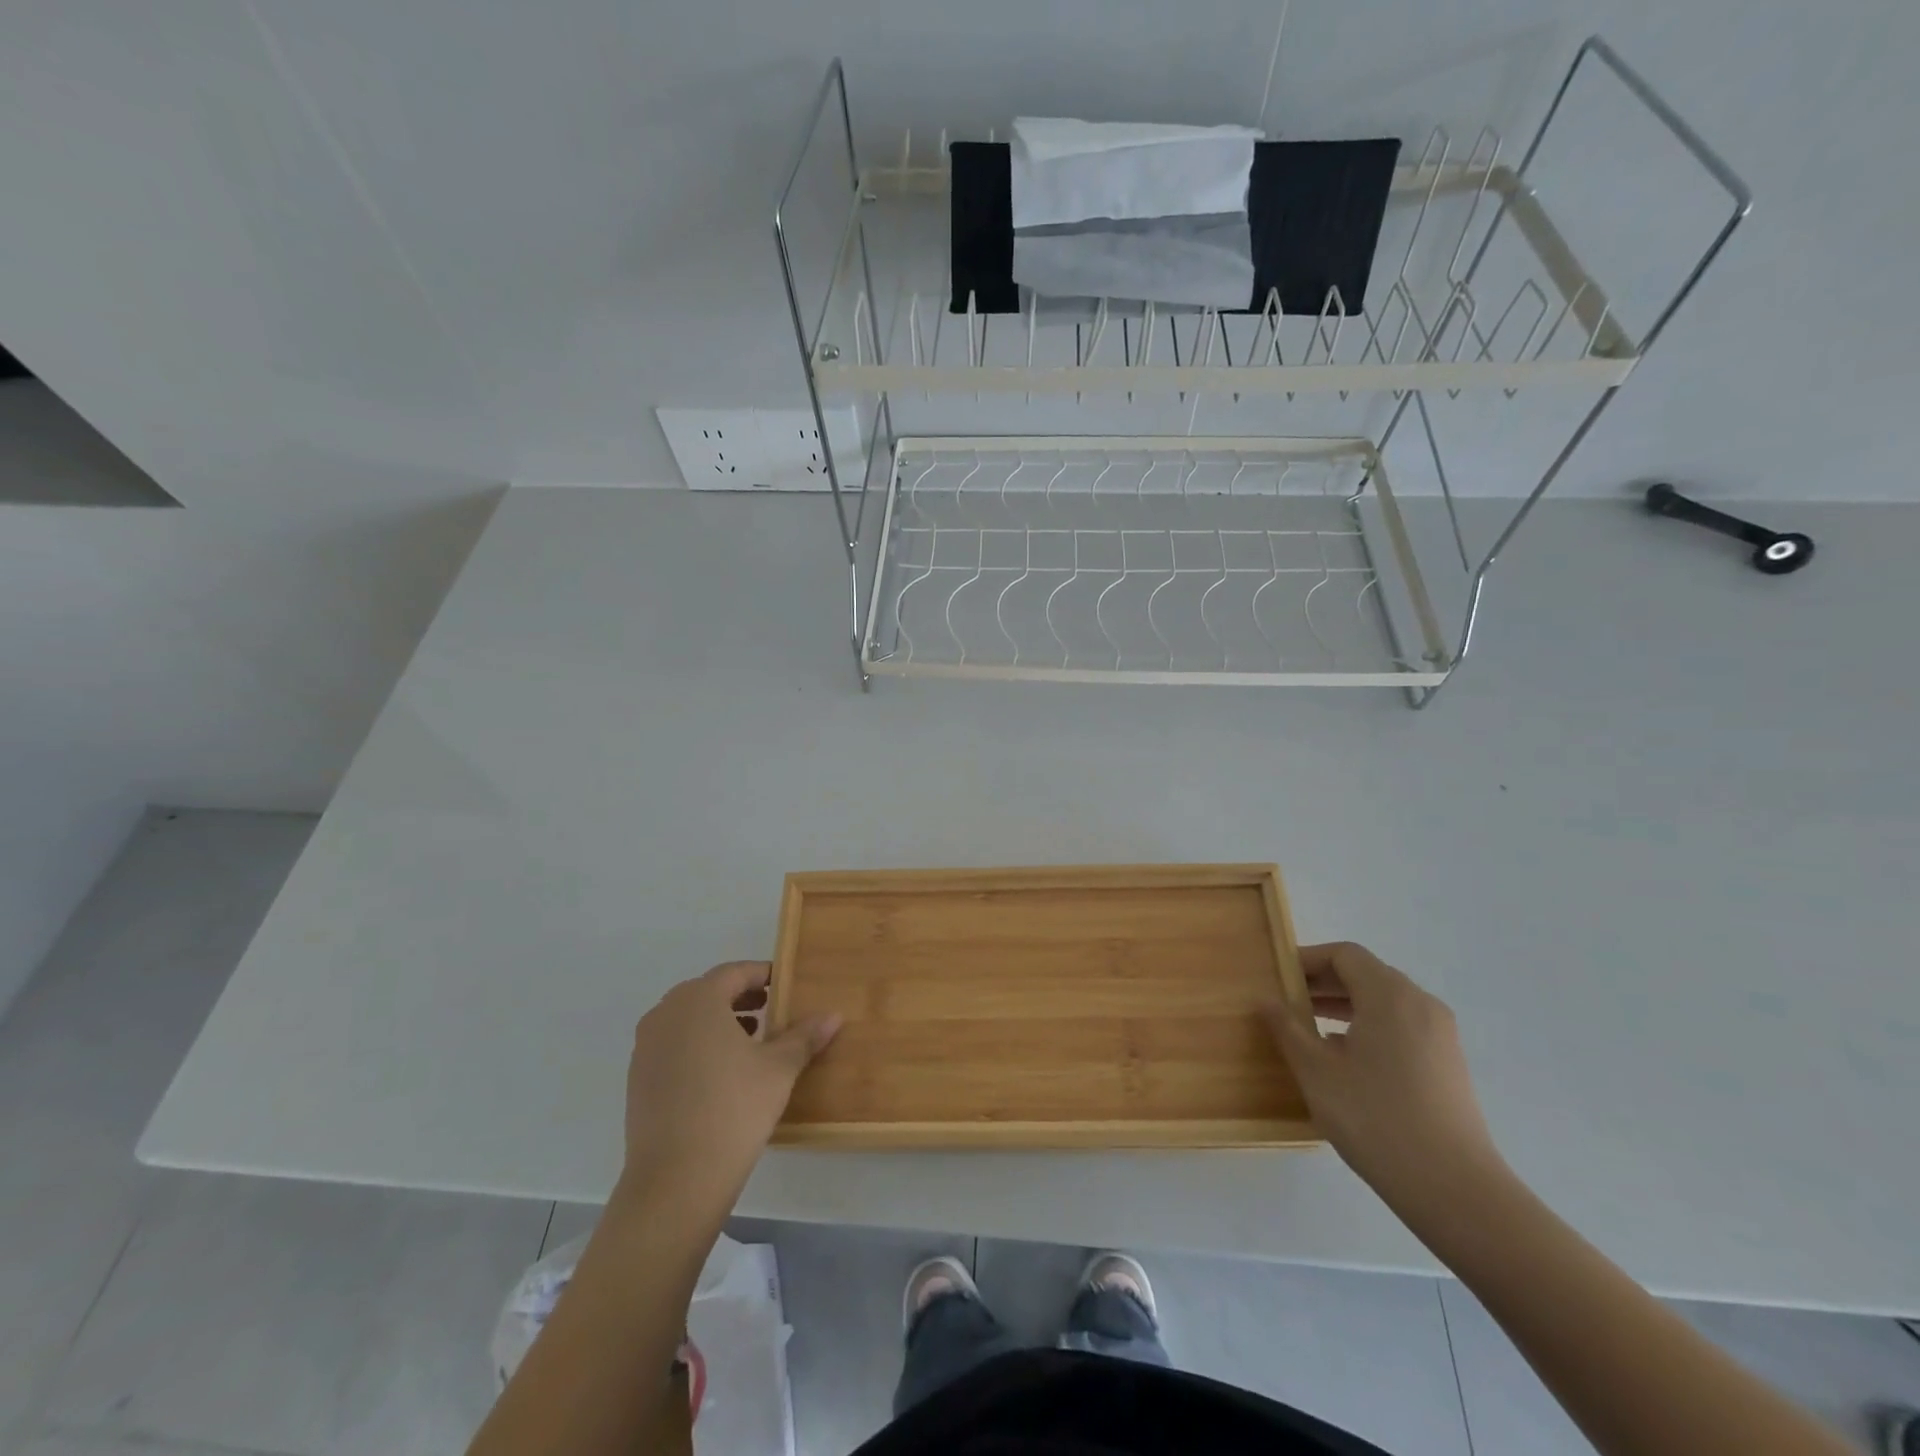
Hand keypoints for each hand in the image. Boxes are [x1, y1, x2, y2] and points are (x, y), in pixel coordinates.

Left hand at [618, 962, 840, 1218]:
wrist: (676, 1180)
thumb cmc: (733, 1109)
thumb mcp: (779, 1069)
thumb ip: (804, 1036)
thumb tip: (834, 1015)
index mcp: (698, 1000)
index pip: (734, 972)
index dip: (762, 975)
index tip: (785, 985)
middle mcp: (666, 1014)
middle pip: (708, 992)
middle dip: (741, 998)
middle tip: (772, 1011)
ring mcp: (646, 1047)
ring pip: (688, 1019)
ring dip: (719, 1022)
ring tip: (751, 1042)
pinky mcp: (638, 1079)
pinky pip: (673, 1045)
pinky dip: (698, 1045)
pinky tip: (722, 1074)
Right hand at [1265, 942, 1504, 1213]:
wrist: (1455, 1190)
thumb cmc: (1376, 1119)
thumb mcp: (1316, 1071)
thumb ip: (1287, 1028)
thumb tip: (1266, 999)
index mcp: (1389, 995)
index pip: (1344, 955)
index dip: (1307, 960)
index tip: (1278, 977)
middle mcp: (1420, 1004)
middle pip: (1366, 974)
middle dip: (1323, 982)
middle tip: (1287, 1002)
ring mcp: (1440, 1035)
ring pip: (1384, 1001)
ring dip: (1344, 1005)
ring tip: (1309, 1029)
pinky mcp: (1448, 1063)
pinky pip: (1401, 1025)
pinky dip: (1369, 1026)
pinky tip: (1346, 1059)